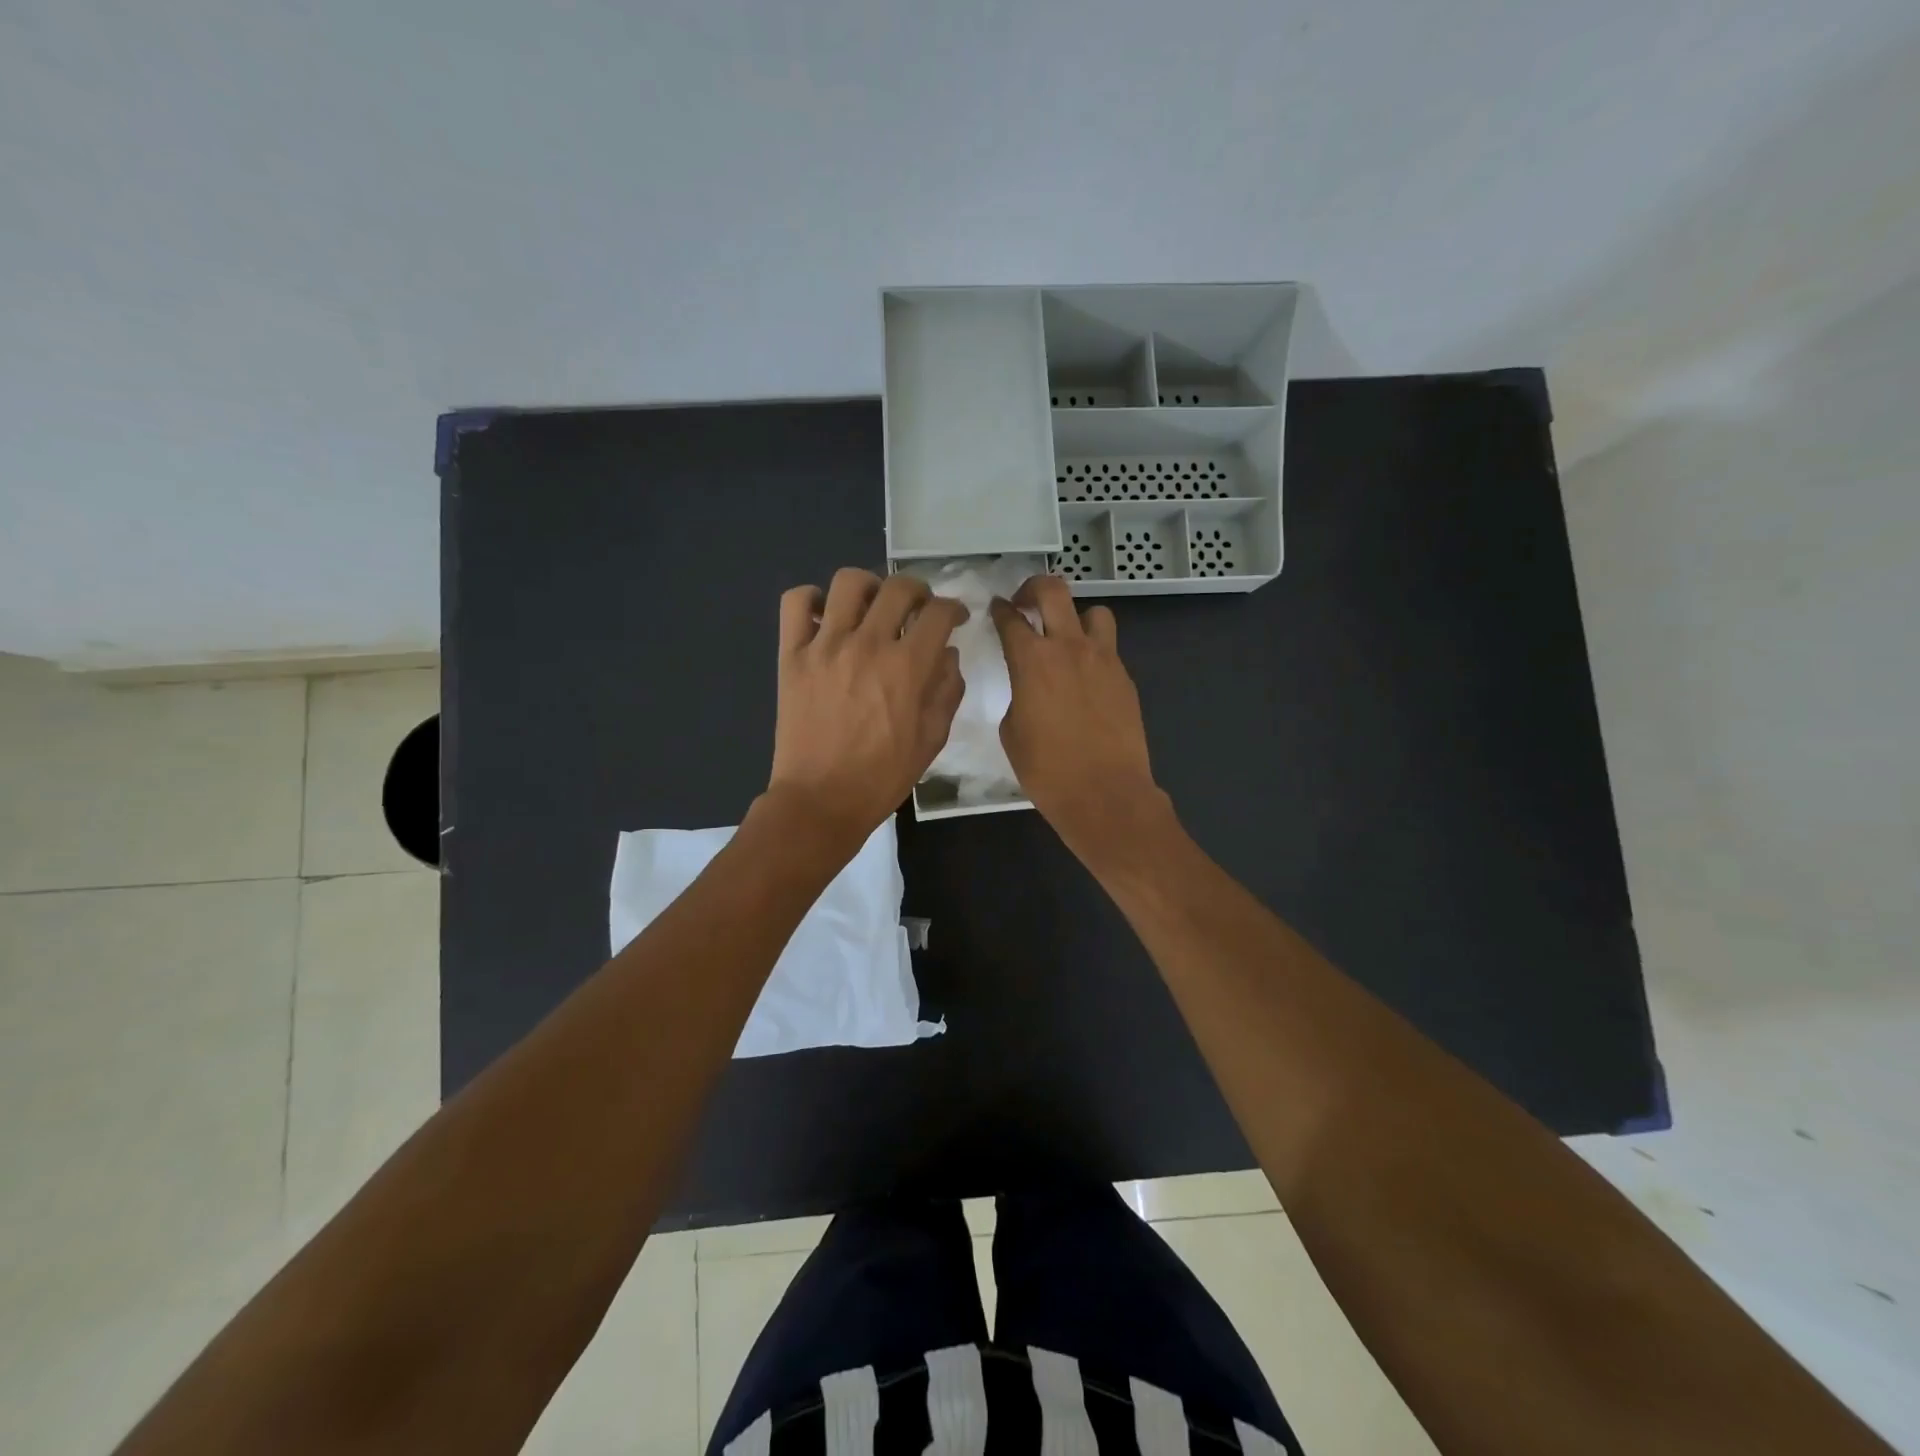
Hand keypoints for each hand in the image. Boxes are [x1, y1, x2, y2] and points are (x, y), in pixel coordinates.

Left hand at [767, 568, 966, 848]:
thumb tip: (948, 655)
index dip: (954, 610)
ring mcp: (825, 646)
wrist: (821, 800)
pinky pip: (796, 602)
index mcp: (907, 667)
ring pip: (849, 582)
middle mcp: (868, 644)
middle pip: (899, 587)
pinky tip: (826, 617)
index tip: (955, 619)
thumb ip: (947, 690)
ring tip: (872, 607)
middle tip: (918, 610)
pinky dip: (812, 599)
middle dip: (919, 591)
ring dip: (870, 587)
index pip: (939, 613)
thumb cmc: (882, 776)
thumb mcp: (932, 739)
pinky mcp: (792, 655)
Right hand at [990, 576, 1169, 860]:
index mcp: (1032, 660)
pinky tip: (1085, 677)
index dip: (1000, 609)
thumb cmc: (1047, 770)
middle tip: (1025, 603)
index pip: (1011, 619)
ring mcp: (1104, 659)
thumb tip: (1029, 686)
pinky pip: (1108, 648)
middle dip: (1034, 588)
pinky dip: (1093, 651)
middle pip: (1054, 591)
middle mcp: (1069, 648)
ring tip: (1066, 637)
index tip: (996, 607)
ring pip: (1094, 613)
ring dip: (1075, 617)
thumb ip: (1018, 694)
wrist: (1105, 794)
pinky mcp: (1125, 678)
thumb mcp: (1012, 731)